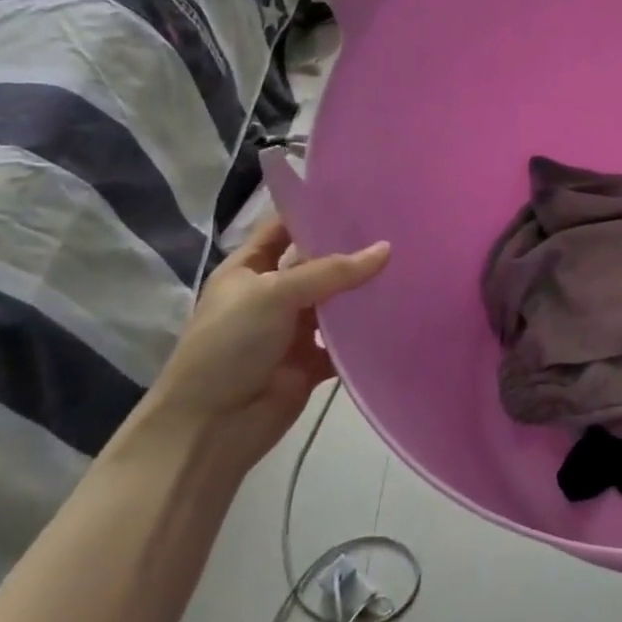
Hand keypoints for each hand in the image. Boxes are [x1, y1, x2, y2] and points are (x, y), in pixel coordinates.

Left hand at [149, 216, 390, 464]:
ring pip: (337, 302)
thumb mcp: (274, 294)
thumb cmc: (229, 346)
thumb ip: (332, 271)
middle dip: (353, 249)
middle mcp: (273, 294)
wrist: (210, 427)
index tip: (362, 195)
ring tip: (412, 265)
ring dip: (365, 291)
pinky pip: (347, 341)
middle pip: (318, 263)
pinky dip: (369, 333)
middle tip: (401, 227)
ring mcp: (293, 329)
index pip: (285, 227)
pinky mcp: (313, 361)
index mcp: (249, 269)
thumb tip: (387, 249)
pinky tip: (401, 314)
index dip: (316, 211)